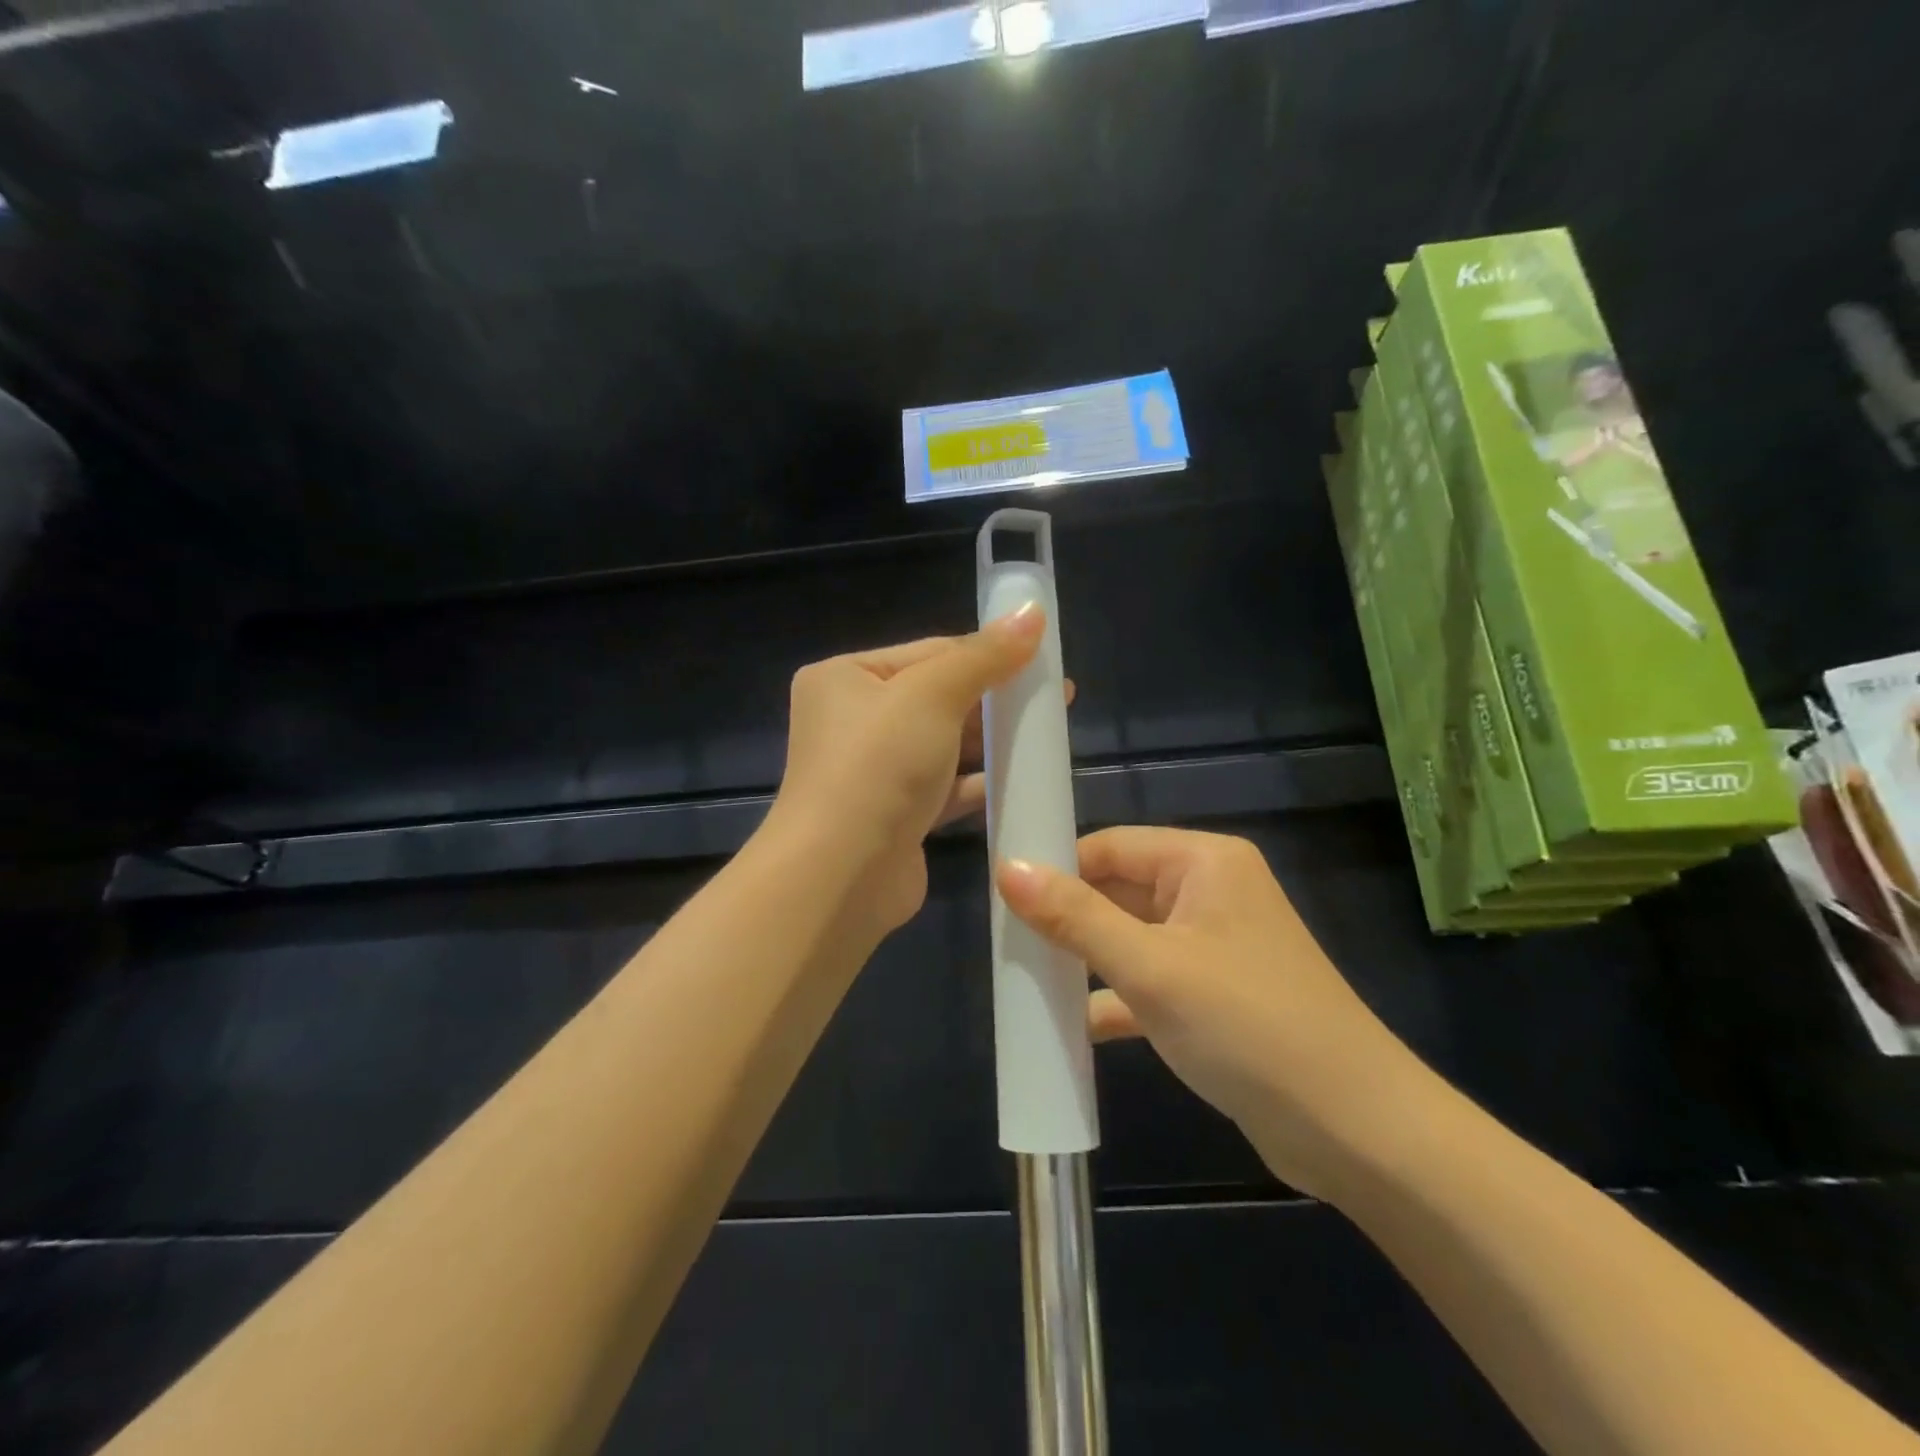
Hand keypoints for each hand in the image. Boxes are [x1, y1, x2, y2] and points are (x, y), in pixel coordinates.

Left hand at [768, 606, 1045, 934]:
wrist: (841, 875)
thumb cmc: (879, 765)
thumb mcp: (932, 695)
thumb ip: (985, 656)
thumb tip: (1032, 611)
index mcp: (845, 678)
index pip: (928, 652)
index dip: (986, 653)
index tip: (1040, 657)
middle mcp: (853, 721)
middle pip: (937, 698)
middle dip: (993, 698)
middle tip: (1053, 696)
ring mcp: (873, 772)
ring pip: (943, 745)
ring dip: (990, 740)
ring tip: (1046, 733)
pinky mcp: (895, 816)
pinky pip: (944, 788)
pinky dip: (978, 782)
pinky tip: (1021, 777)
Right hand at [997, 827, 1425, 1199]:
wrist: (1356, 1132)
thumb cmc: (1248, 1027)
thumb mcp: (1151, 968)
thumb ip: (1075, 917)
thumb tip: (1006, 866)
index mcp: (1204, 863)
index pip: (1110, 846)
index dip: (1056, 868)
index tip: (1002, 900)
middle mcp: (1210, 893)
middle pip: (1119, 890)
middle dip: (1066, 919)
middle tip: (1006, 945)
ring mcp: (1214, 947)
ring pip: (1130, 938)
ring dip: (1085, 960)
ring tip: (1026, 980)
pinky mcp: (1214, 997)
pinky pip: (1149, 981)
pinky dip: (1114, 998)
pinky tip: (1072, 1026)